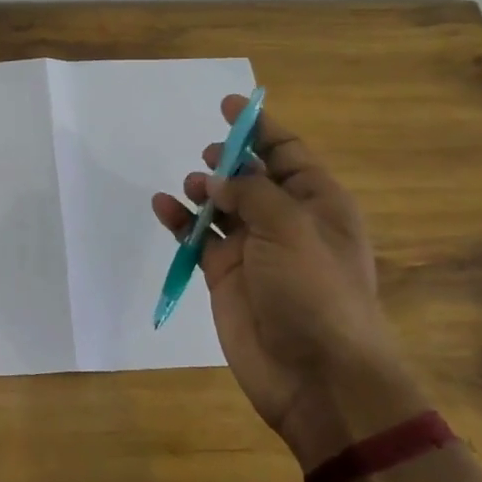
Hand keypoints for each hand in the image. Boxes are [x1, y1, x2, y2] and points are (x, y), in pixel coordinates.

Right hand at [152, 97, 422, 467]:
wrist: (316, 375)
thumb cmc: (316, 292)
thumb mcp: (292, 228)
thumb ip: (252, 192)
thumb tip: (220, 180)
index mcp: (319, 205)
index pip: (289, 153)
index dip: (261, 128)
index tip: (229, 105)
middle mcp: (287, 223)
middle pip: (253, 177)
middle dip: (230, 160)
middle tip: (209, 157)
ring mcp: (255, 251)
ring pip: (222, 206)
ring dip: (204, 191)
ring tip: (193, 189)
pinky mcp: (226, 276)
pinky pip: (198, 239)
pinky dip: (180, 222)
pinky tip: (162, 207)